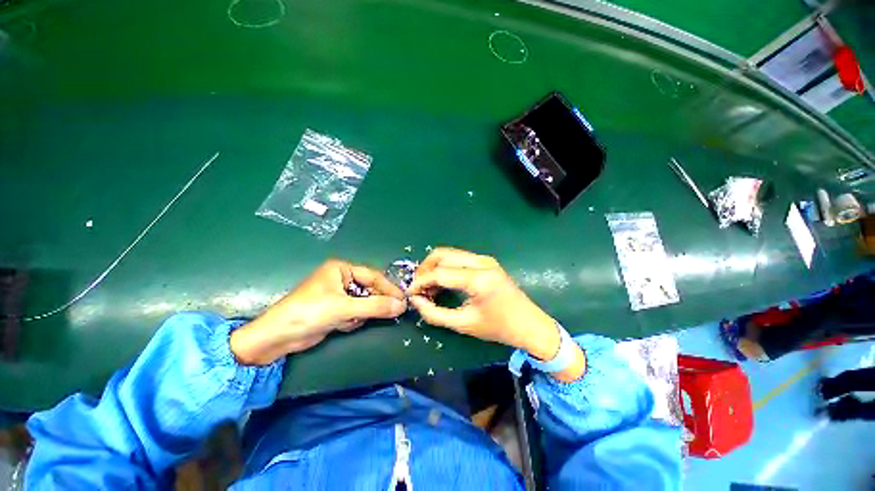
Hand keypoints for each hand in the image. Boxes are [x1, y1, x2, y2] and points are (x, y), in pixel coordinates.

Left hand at [230, 260, 406, 364]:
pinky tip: (341, 325)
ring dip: (361, 313)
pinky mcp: (336, 310)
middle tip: (391, 313)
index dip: (389, 288)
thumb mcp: (344, 308)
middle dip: (375, 303)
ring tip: (350, 321)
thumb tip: (401, 305)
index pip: (373, 276)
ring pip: (364, 303)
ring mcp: (339, 295)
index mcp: (342, 269)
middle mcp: (342, 279)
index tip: (403, 300)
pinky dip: (353, 320)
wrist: (276, 338)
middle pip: (370, 290)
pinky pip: (356, 313)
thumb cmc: (309, 313)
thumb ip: (375, 306)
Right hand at [408, 248, 584, 380]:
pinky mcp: (486, 261)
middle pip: (442, 255)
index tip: (410, 293)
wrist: (530, 324)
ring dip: (434, 266)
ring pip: (449, 254)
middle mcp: (481, 262)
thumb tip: (415, 300)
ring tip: (428, 286)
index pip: (440, 273)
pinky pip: (459, 258)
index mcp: (478, 279)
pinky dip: (446, 266)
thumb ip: (435, 313)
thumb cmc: (498, 328)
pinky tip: (442, 281)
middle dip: (425, 269)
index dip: (421, 282)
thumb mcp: (464, 324)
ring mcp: (485, 259)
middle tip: (418, 287)